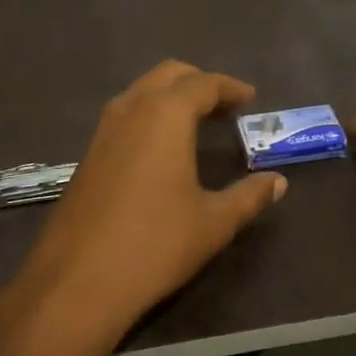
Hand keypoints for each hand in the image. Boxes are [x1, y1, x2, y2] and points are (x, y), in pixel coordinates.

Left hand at [16, 61, 286, 332]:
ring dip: (170, 96)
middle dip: (198, 82)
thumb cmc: (155, 244)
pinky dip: (149, 115)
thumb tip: (278, 183)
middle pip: (167, 75)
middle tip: (224, 105)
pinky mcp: (87, 154)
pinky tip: (161, 147)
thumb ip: (249, 197)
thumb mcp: (213, 223)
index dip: (230, 88)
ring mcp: (103, 131)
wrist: (78, 280)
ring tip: (196, 121)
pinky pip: (124, 116)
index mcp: (165, 115)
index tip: (250, 98)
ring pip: (141, 92)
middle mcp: (130, 110)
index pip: (203, 84)